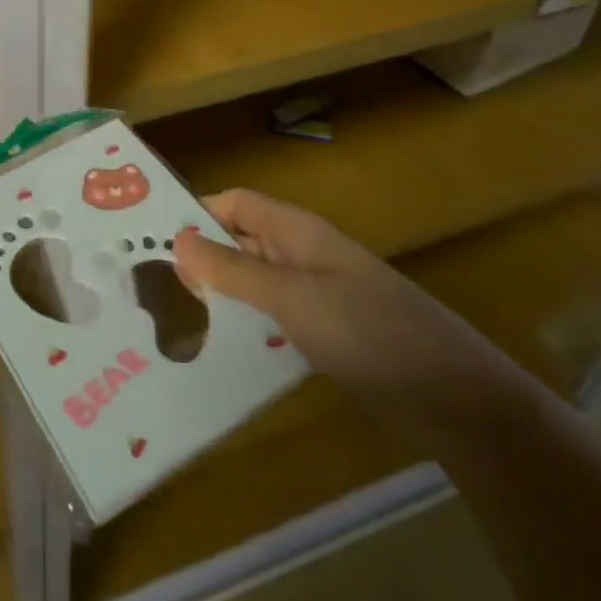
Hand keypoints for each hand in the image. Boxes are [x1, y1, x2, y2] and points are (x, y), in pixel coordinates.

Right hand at [174, 187, 515, 433]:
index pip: (233, 204)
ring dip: (218, 293)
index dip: (194, 214)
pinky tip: (217, 350)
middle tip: (144, 285)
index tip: (147, 240)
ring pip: (253, 282)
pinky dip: (244, 325)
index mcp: (296, 231)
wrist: (455, 396)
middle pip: (239, 240)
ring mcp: (315, 294)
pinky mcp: (325, 332)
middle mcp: (301, 254)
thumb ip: (234, 269)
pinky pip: (272, 317)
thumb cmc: (369, 331)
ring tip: (167, 318)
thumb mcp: (294, 297)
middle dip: (198, 256)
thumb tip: (176, 238)